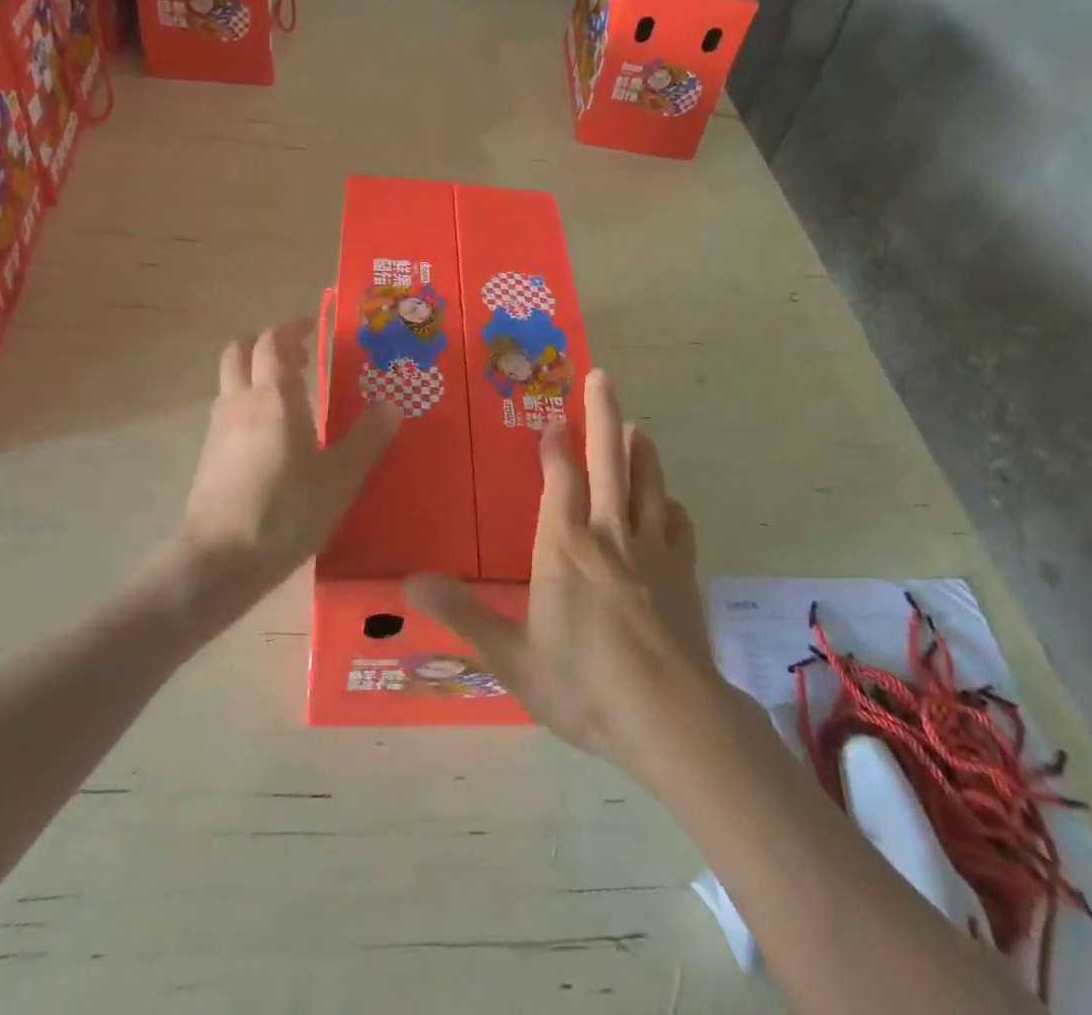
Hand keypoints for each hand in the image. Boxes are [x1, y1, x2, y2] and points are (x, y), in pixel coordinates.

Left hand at [180, 317, 399, 587]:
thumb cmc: (287, 512)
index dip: (291, 328)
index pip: (273, 342)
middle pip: (240, 352)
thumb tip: (391, 405)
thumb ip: (367, 438)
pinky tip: (270, 435)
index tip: (312, 326)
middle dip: (266, 344)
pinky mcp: (208, 456)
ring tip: (289, 394)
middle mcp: (240, 402)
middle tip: (299, 356)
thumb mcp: (340, 477)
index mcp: (274, 397)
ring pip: (230, 381)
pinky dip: (246, 403)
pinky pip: (227, 411)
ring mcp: (218, 429)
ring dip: (254, 373)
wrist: (219, 562)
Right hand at [405, 370, 729, 769]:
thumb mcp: (511, 656)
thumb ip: (462, 614)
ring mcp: (653, 552)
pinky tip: (670, 506)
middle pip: (609, 463)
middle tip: (602, 376)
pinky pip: (678, 527)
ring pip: (648, 486)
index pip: (561, 479)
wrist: (670, 716)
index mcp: (565, 546)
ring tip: (637, 429)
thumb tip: (408, 583)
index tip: (555, 419)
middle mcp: (609, 535)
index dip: (557, 446)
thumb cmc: (583, 683)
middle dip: (603, 416)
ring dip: (641, 453)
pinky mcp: (683, 574)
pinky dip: (671, 508)